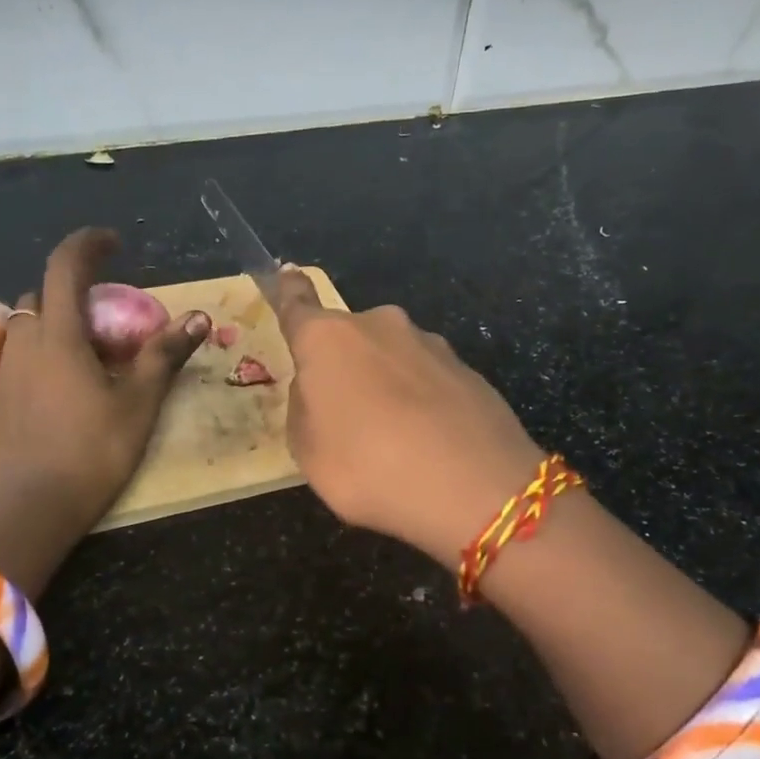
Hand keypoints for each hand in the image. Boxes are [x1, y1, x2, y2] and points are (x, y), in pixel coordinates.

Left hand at [0, 229, 208, 569]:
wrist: (36, 505)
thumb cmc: (94, 449)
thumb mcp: (139, 401)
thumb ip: (165, 354)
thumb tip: (200, 317)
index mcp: (58, 335)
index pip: (64, 267)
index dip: (89, 245)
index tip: (115, 243)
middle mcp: (25, 343)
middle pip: (42, 295)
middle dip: (74, 291)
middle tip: (111, 316)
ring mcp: (7, 371)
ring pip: (29, 325)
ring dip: (58, 321)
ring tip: (92, 351)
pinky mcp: (1, 397)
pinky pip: (22, 354)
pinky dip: (45, 350)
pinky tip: (70, 382)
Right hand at [276, 266, 543, 564]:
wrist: (473, 487)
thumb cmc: (368, 466)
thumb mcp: (308, 451)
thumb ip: (305, 409)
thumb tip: (319, 388)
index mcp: (329, 338)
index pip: (298, 303)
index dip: (288, 291)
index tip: (286, 272)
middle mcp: (380, 326)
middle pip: (350, 338)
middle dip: (345, 366)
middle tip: (346, 417)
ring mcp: (430, 344)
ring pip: (393, 358)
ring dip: (386, 384)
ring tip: (394, 440)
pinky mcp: (468, 370)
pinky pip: (428, 381)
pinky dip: (422, 402)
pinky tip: (430, 443)